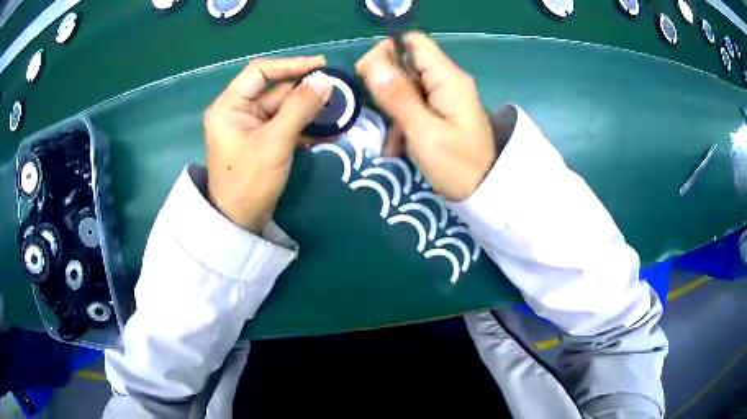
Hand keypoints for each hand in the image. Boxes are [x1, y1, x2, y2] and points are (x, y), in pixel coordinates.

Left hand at [204, 57, 333, 232]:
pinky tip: (329, 129)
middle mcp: (237, 110)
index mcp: (229, 105)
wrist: (239, 222)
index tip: (321, 64)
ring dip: (309, 110)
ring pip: (283, 108)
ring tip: (339, 110)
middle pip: (275, 90)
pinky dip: (304, 126)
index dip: (291, 65)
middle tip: (337, 91)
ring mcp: (250, 126)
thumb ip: (300, 108)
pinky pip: (284, 125)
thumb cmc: (249, 181)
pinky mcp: (261, 140)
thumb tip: (326, 81)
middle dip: (305, 91)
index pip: (260, 72)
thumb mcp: (275, 142)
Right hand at [355, 32, 496, 201]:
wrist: (485, 192)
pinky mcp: (443, 111)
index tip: (367, 75)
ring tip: (391, 139)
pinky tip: (398, 146)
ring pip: (407, 85)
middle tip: (378, 112)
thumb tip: (371, 62)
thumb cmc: (457, 165)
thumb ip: (398, 96)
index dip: (386, 51)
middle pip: (407, 62)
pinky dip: (402, 120)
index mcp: (448, 78)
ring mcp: (445, 96)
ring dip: (392, 108)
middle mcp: (447, 80)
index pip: (414, 41)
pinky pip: (415, 103)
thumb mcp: (423, 132)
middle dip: (386, 85)